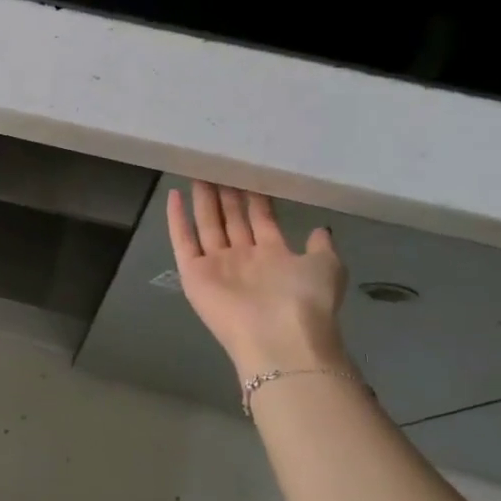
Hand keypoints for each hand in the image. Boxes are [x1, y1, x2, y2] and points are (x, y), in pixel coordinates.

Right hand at [167, 180, 349, 380]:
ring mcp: (217, 266)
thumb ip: (320, 247)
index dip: (254, 197)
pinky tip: (174, 195)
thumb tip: (320, 230)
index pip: (260, 219)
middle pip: (232, 219)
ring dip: (203, 200)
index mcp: (273, 256)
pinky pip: (183, 241)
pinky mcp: (194, 274)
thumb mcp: (327, 267)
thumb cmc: (305, 299)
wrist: (278, 336)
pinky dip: (177, 220)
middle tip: (219, 164)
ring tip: (199, 171)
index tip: (249, 172)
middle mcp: (244, 259)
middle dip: (226, 193)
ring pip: (207, 225)